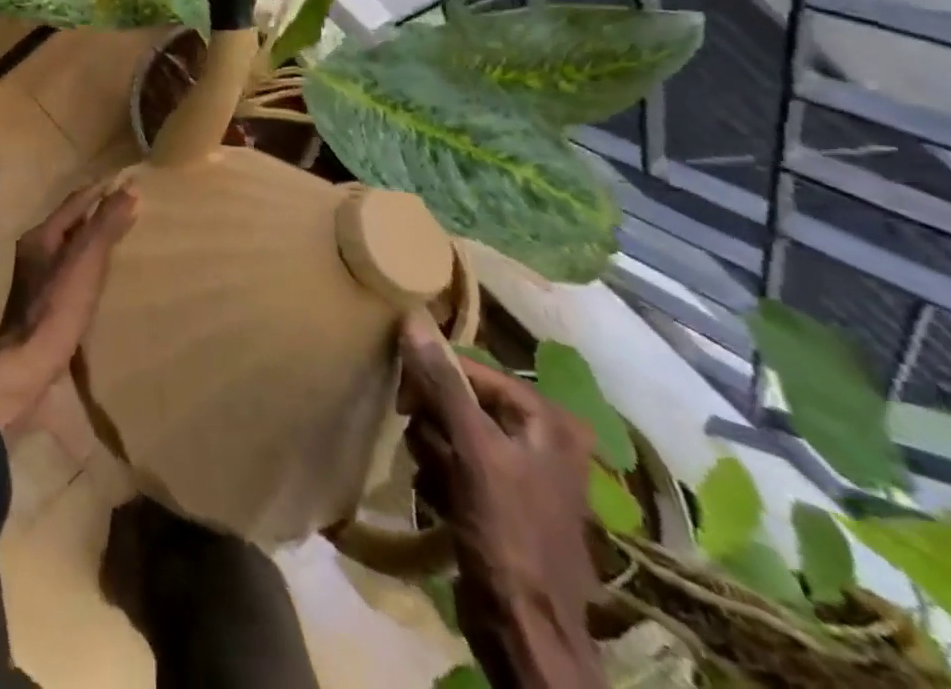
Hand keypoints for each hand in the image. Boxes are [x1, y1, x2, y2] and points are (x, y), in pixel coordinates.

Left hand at [0, 179, 137, 435]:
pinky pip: (72, 275)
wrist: (28, 367)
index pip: (74, 203)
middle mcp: (35, 253)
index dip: (99, 192)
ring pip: (70, 250)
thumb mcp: (85, 261)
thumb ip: (105, 225)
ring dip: (93, 243)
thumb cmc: (56, 308)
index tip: (125, 183)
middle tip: (129, 208)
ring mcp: (37, 282)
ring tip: (121, 240)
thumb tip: (129, 189)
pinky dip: (90, 269)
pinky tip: (105, 279)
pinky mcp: (45, 307)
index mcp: (40, 236)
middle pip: (70, 225)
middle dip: (96, 215)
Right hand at [397, 315, 605, 688]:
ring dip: (432, 453)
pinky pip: (455, 462)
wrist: (527, 633)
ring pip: (451, 431)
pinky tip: (442, 500)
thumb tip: (413, 317)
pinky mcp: (501, 498)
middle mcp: (540, 437)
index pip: (471, 369)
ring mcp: (521, 469)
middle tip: (427, 450)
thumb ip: (443, 382)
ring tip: (438, 483)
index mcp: (548, 419)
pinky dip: (441, 476)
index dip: (433, 379)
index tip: (403, 401)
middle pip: (459, 399)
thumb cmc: (509, 534)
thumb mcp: (474, 451)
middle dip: (434, 424)